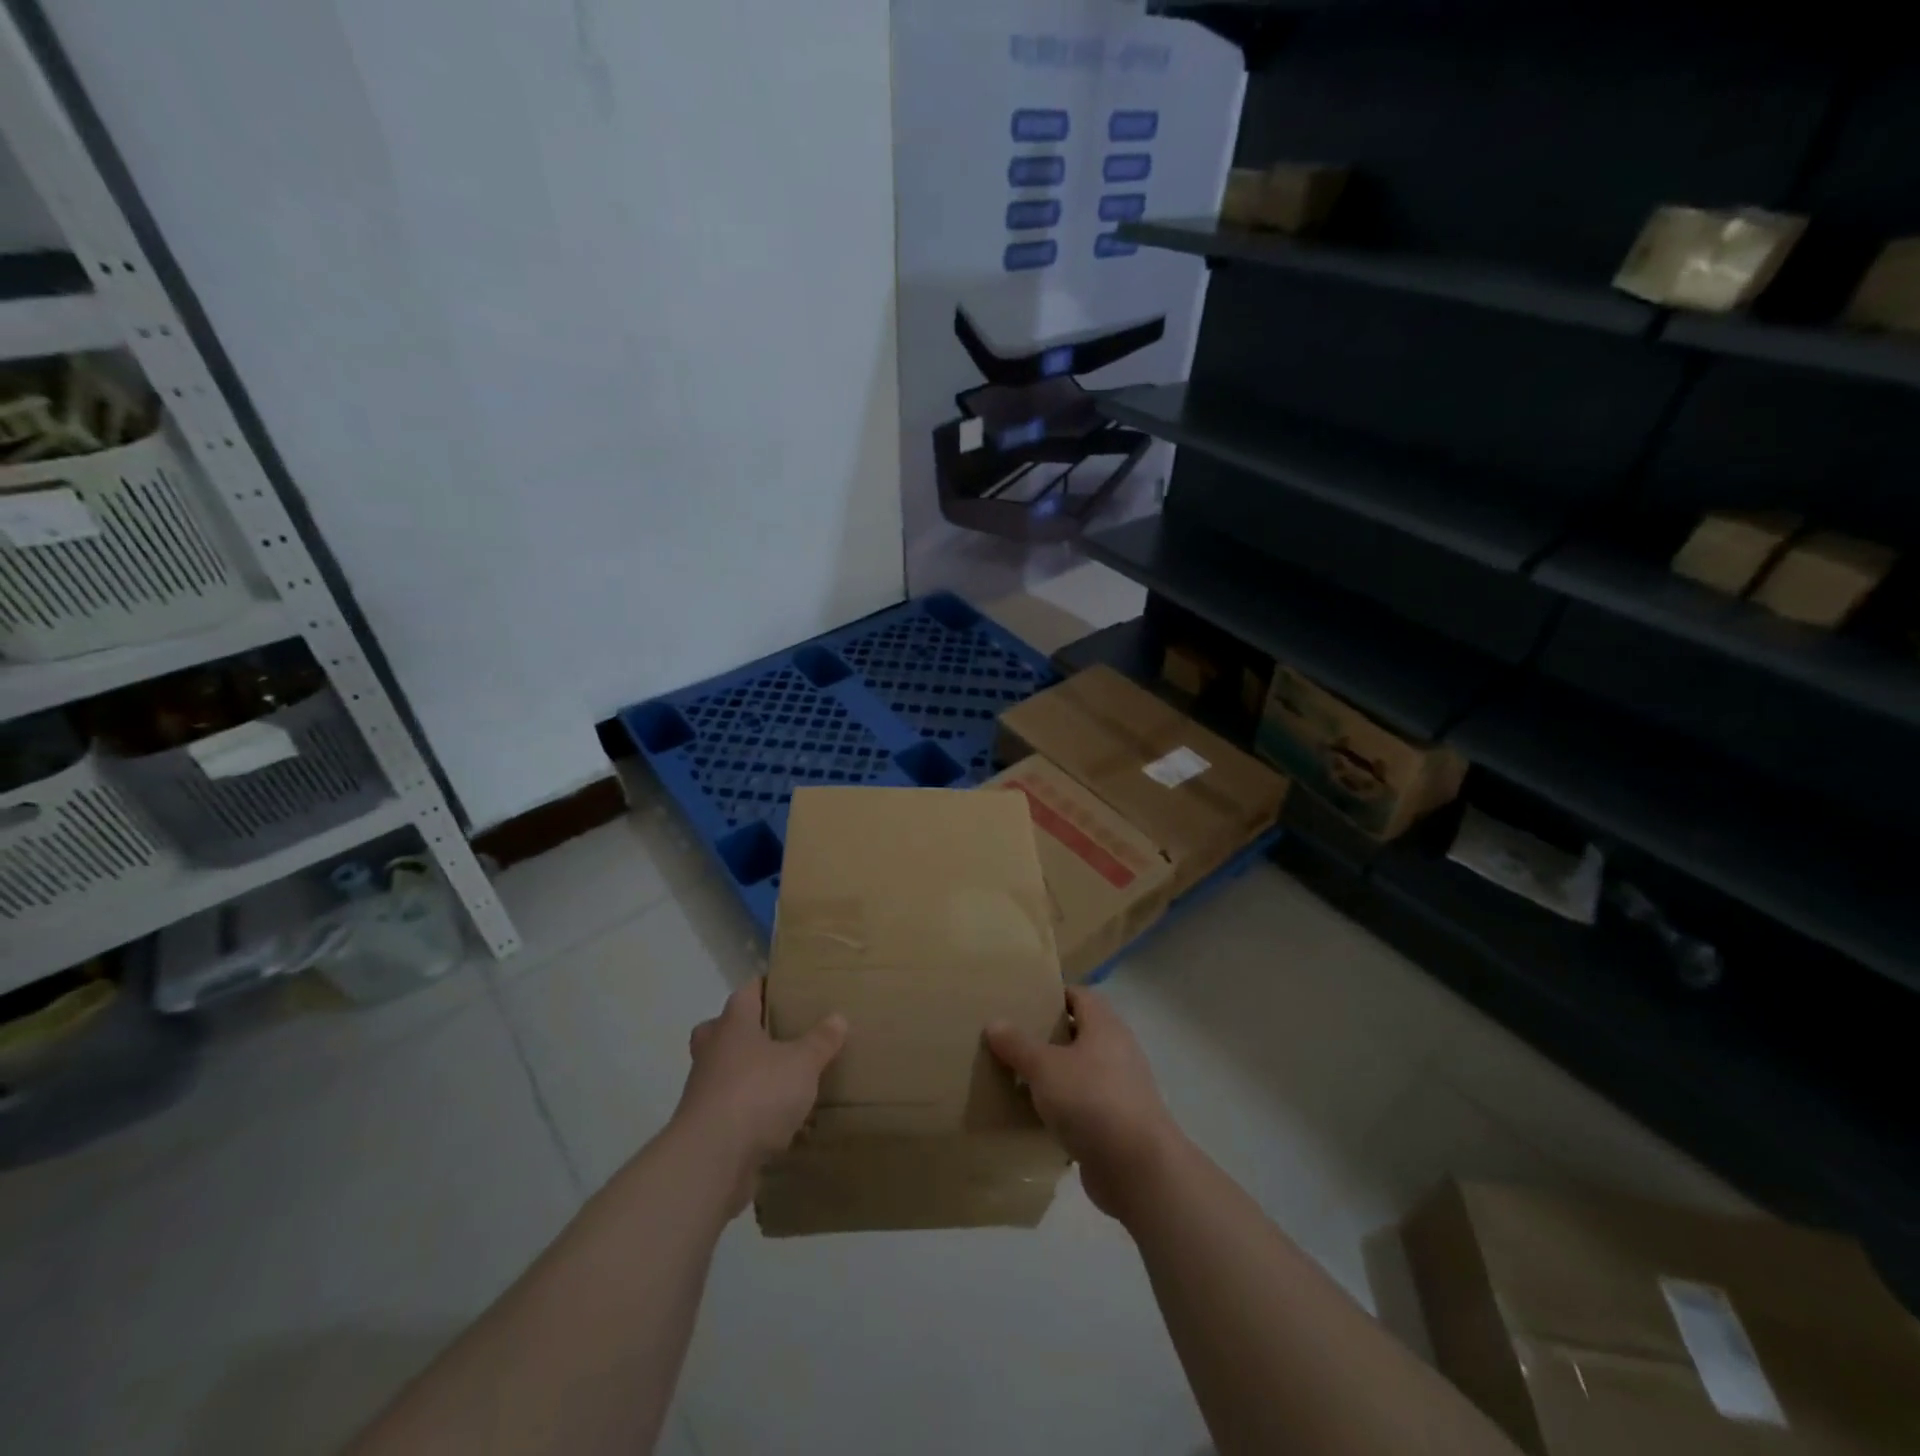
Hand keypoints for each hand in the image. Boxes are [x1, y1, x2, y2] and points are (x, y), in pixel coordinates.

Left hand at [673, 979, 845, 1209]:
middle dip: (744, 1031)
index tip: (784, 987)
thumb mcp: (803, 1063)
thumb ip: (820, 1041)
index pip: (746, 992)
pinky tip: (779, 1124)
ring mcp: (704, 1091)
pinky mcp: (705, 1128)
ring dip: (747, 1074)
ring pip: (724, 1071)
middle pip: (722, 1030)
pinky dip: (750, 1113)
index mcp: (734, 1025)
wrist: (712, 1160)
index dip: (764, 986)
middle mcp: (713, 1051)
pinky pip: (731, 1110)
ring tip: (783, 1081)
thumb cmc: (758, 1093)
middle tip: (774, 1034)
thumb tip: (838, 1017)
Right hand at [984, 986, 1182, 1220]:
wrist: (1138, 1170)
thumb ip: (1019, 1044)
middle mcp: (1116, 1052)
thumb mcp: (1046, 1067)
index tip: (1022, 1001)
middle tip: (1010, 1039)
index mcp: (1105, 1026)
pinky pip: (1082, 1106)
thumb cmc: (1092, 1101)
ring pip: (1078, 1072)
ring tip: (1014, 1076)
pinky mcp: (1115, 1125)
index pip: (1079, 995)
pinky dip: (1060, 1109)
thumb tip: (995, 1022)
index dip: (1053, 994)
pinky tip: (1033, 1116)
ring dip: (1051, 1075)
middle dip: (1046, 1036)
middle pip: (1078, 1033)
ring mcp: (1119, 1090)